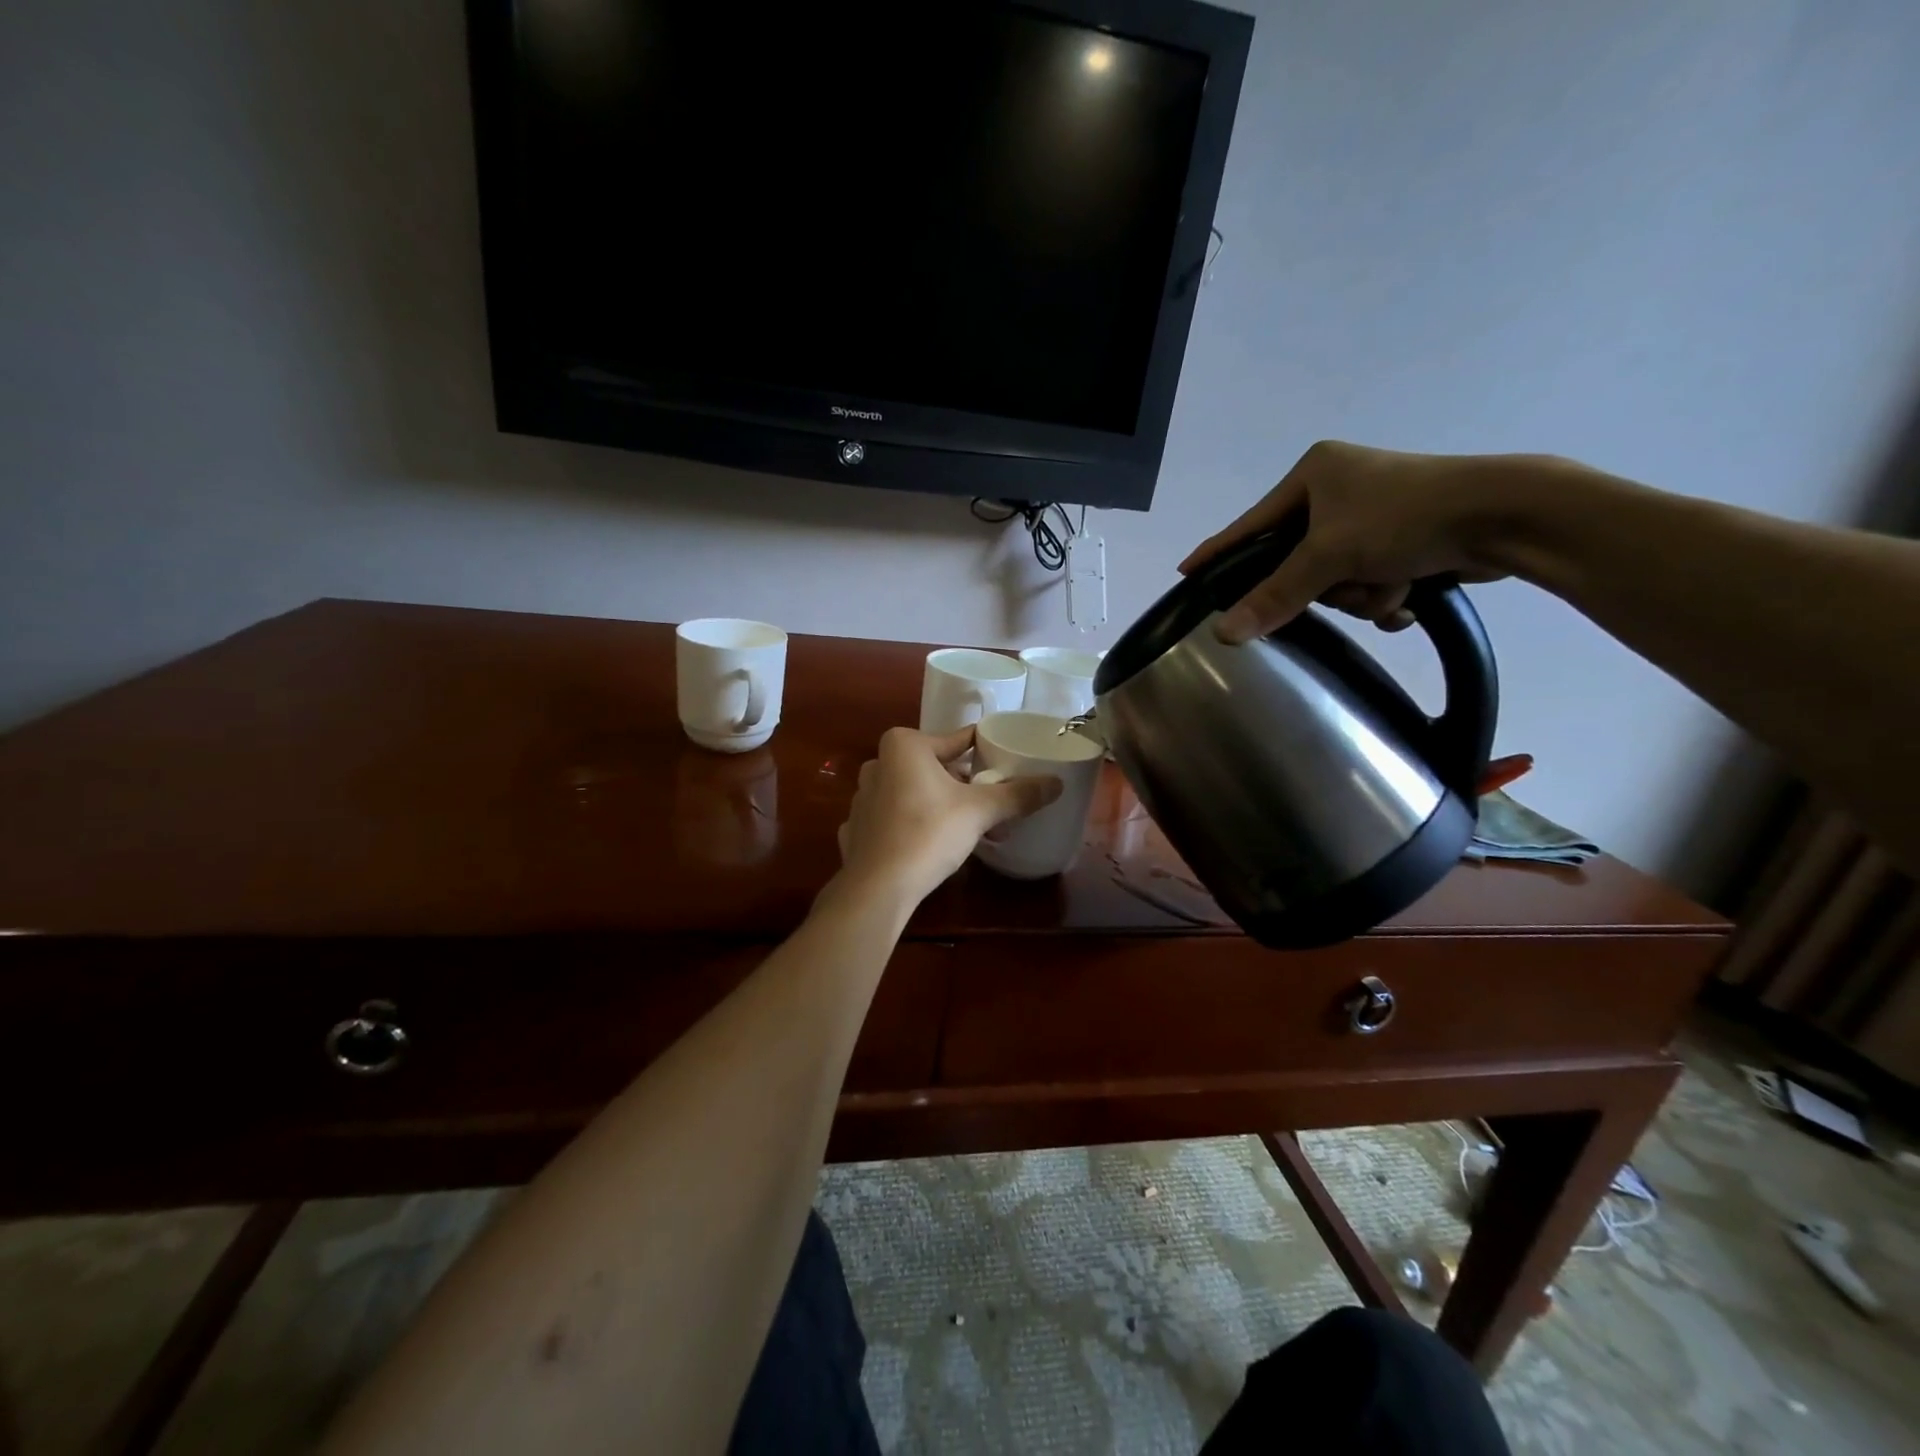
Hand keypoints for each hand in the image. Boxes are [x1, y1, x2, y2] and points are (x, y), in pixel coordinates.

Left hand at [836, 726, 1062, 905]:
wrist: (878, 887)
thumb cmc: (928, 833)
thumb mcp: (980, 811)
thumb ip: (1017, 794)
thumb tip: (1057, 783)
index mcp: (904, 746)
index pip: (957, 741)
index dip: (985, 752)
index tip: (1006, 763)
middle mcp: (878, 763)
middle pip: (935, 767)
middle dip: (964, 784)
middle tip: (991, 801)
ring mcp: (863, 797)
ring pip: (914, 792)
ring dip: (940, 804)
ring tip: (968, 827)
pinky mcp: (857, 828)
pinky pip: (895, 818)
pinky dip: (914, 825)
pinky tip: (931, 844)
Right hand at [1178, 441, 1516, 643]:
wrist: (1506, 515)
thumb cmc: (1405, 518)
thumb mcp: (1330, 556)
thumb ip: (1274, 596)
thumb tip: (1222, 634)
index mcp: (1314, 475)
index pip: (1251, 524)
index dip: (1219, 551)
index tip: (1187, 572)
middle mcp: (1340, 490)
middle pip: (1297, 560)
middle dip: (1326, 584)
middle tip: (1342, 584)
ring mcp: (1373, 515)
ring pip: (1336, 579)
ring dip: (1361, 593)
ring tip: (1391, 584)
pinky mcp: (1403, 538)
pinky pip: (1368, 580)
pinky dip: (1385, 594)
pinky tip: (1410, 592)